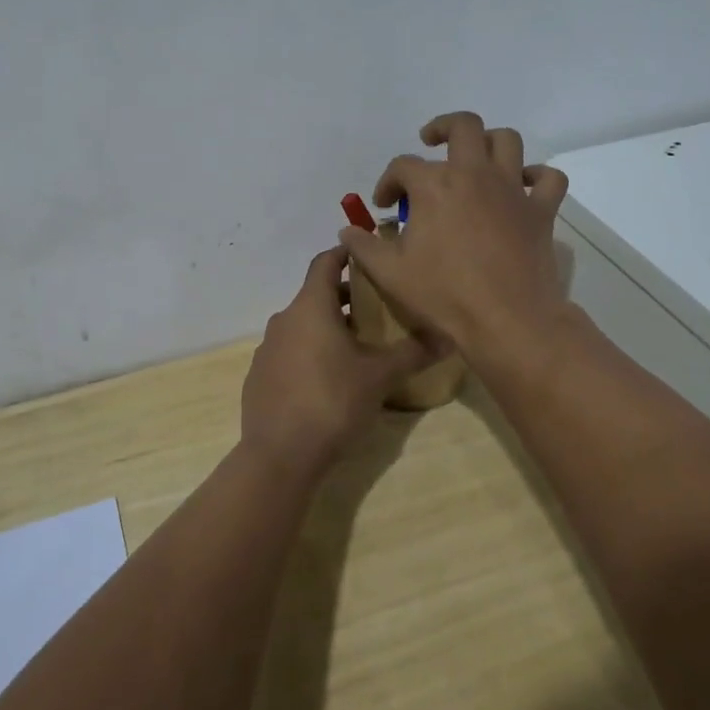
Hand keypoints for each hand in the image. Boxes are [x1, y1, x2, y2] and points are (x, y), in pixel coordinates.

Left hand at [240, 247, 436, 477]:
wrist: (280, 455)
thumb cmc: (333, 402)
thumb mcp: (380, 377)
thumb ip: (413, 352)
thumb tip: (450, 336)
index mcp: (310, 306)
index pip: (325, 262)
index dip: (346, 254)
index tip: (368, 256)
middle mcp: (284, 319)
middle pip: (315, 294)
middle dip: (344, 297)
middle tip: (376, 307)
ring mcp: (267, 348)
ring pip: (302, 324)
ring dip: (327, 326)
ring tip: (358, 345)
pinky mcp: (259, 375)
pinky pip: (288, 351)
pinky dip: (309, 351)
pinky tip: (328, 379)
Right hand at [338, 112, 569, 355]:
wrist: (507, 320)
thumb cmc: (444, 294)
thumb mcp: (389, 273)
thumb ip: (363, 246)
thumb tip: (347, 231)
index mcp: (434, 186)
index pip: (403, 166)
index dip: (388, 182)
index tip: (384, 205)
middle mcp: (474, 174)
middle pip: (463, 126)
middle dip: (442, 128)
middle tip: (431, 142)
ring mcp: (512, 190)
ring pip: (507, 141)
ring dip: (489, 141)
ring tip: (475, 158)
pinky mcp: (541, 211)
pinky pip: (549, 179)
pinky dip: (537, 176)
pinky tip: (523, 186)